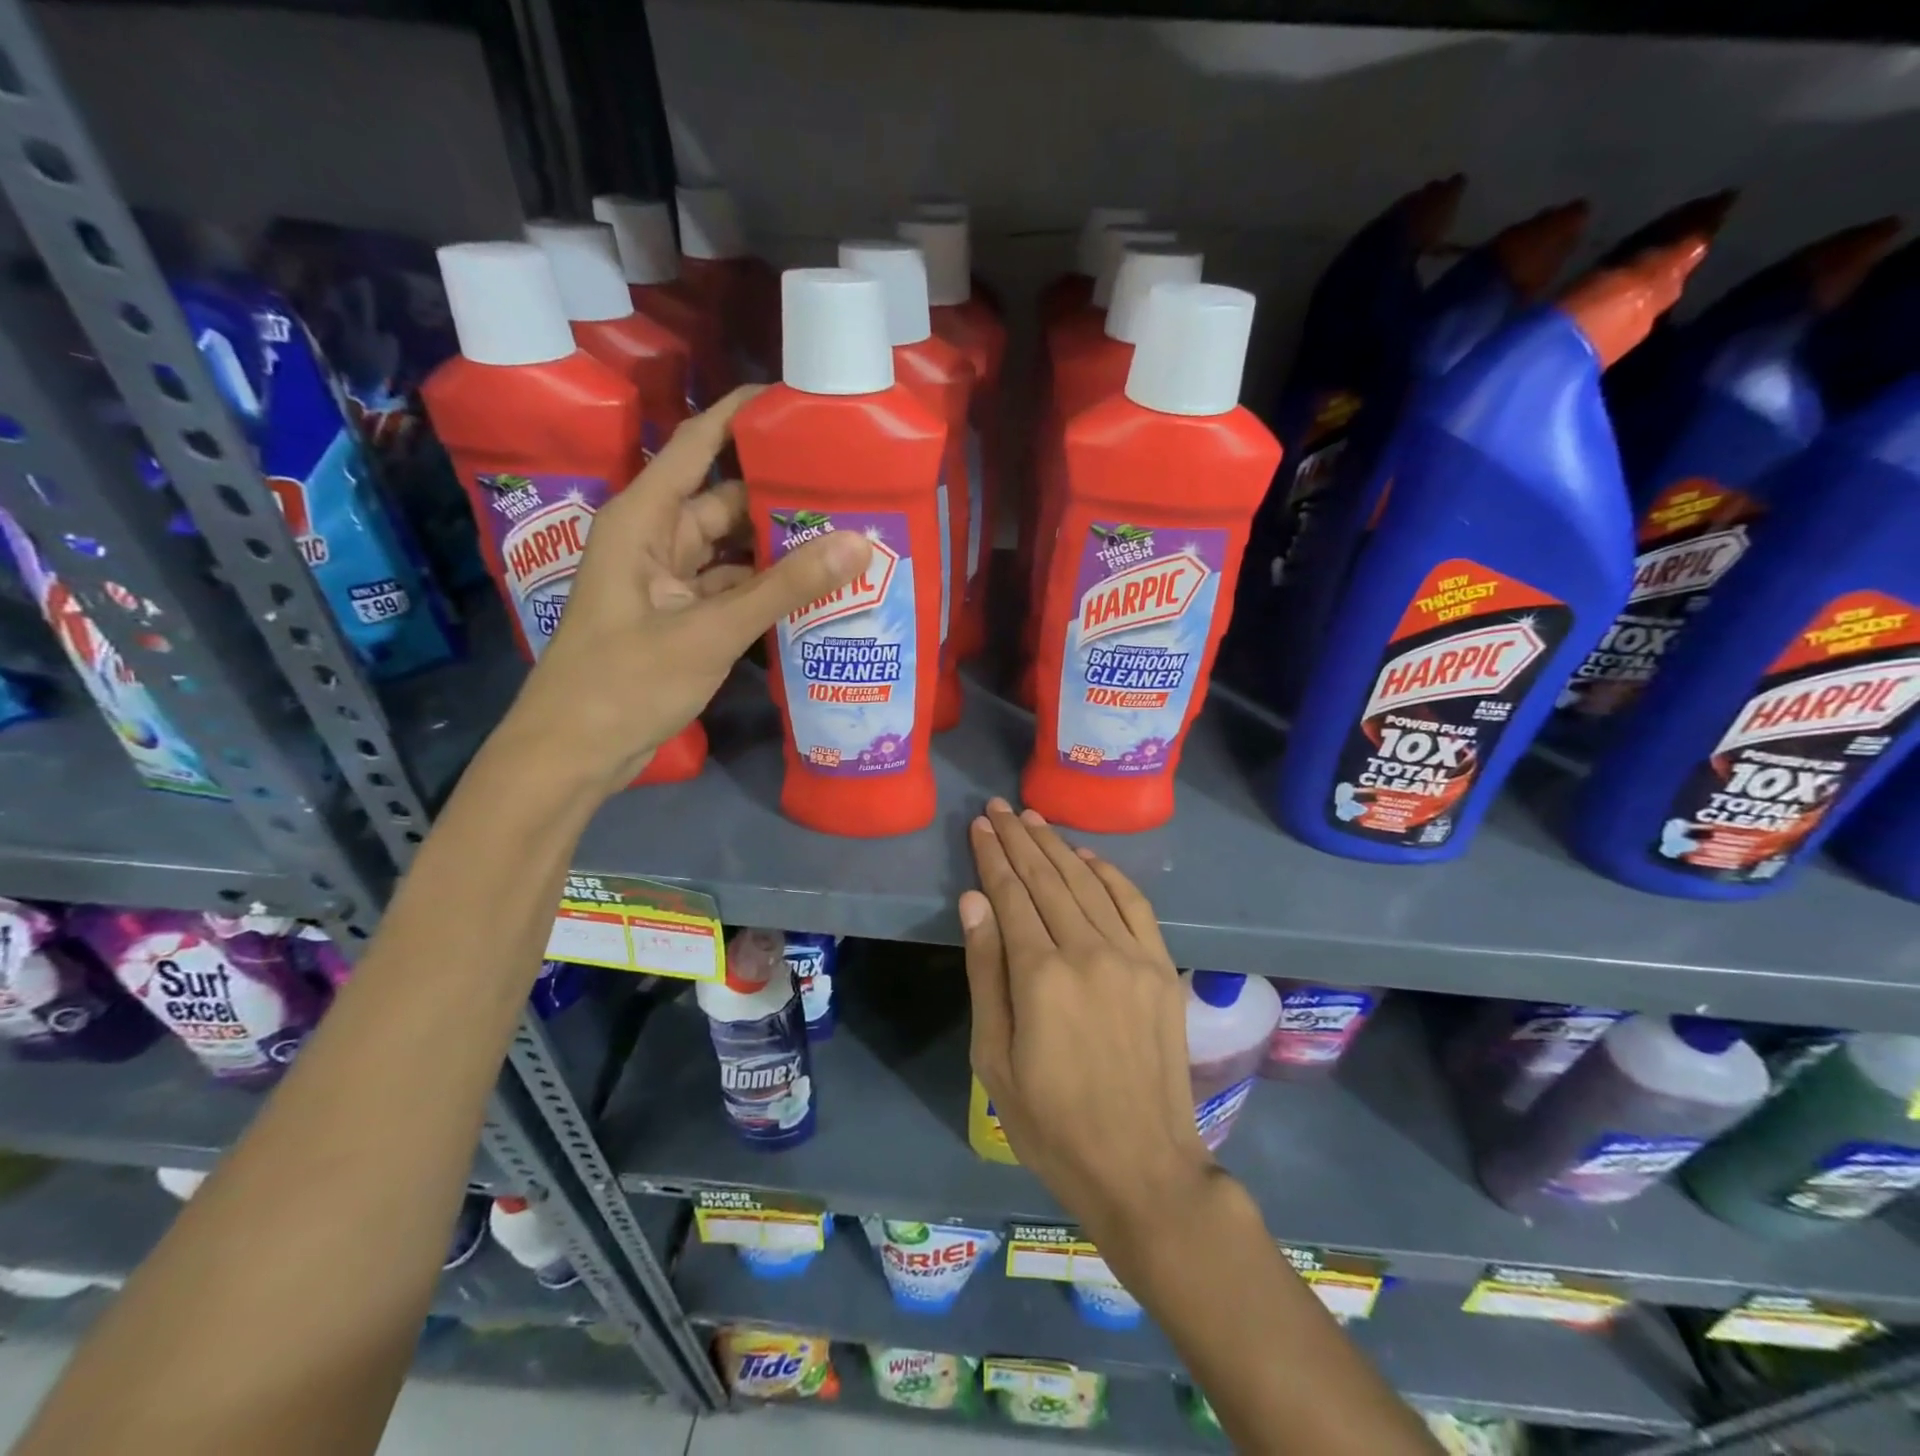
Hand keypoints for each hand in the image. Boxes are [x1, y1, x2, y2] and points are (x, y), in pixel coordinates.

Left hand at [501, 386, 871, 793]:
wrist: (575, 753)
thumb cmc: (626, 682)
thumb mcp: (711, 631)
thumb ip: (784, 588)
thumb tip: (858, 543)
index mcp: (644, 519)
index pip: (698, 443)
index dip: (744, 415)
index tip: (801, 400)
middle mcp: (656, 539)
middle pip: (726, 499)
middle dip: (781, 494)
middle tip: (850, 486)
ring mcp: (668, 580)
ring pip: (734, 549)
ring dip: (780, 548)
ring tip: (847, 535)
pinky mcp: (681, 616)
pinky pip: (732, 588)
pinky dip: (767, 589)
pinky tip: (815, 590)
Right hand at [960, 799, 1215, 1241]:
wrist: (1142, 1165)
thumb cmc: (1051, 1122)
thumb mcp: (995, 1058)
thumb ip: (986, 971)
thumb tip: (975, 901)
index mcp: (1041, 976)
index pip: (1011, 895)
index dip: (993, 857)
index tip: (979, 826)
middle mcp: (1088, 951)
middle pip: (1047, 878)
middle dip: (1019, 839)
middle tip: (999, 807)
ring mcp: (1131, 955)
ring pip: (1087, 882)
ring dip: (1057, 846)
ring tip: (1032, 820)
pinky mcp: (1160, 966)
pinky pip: (1133, 903)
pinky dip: (1107, 873)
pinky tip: (1086, 856)